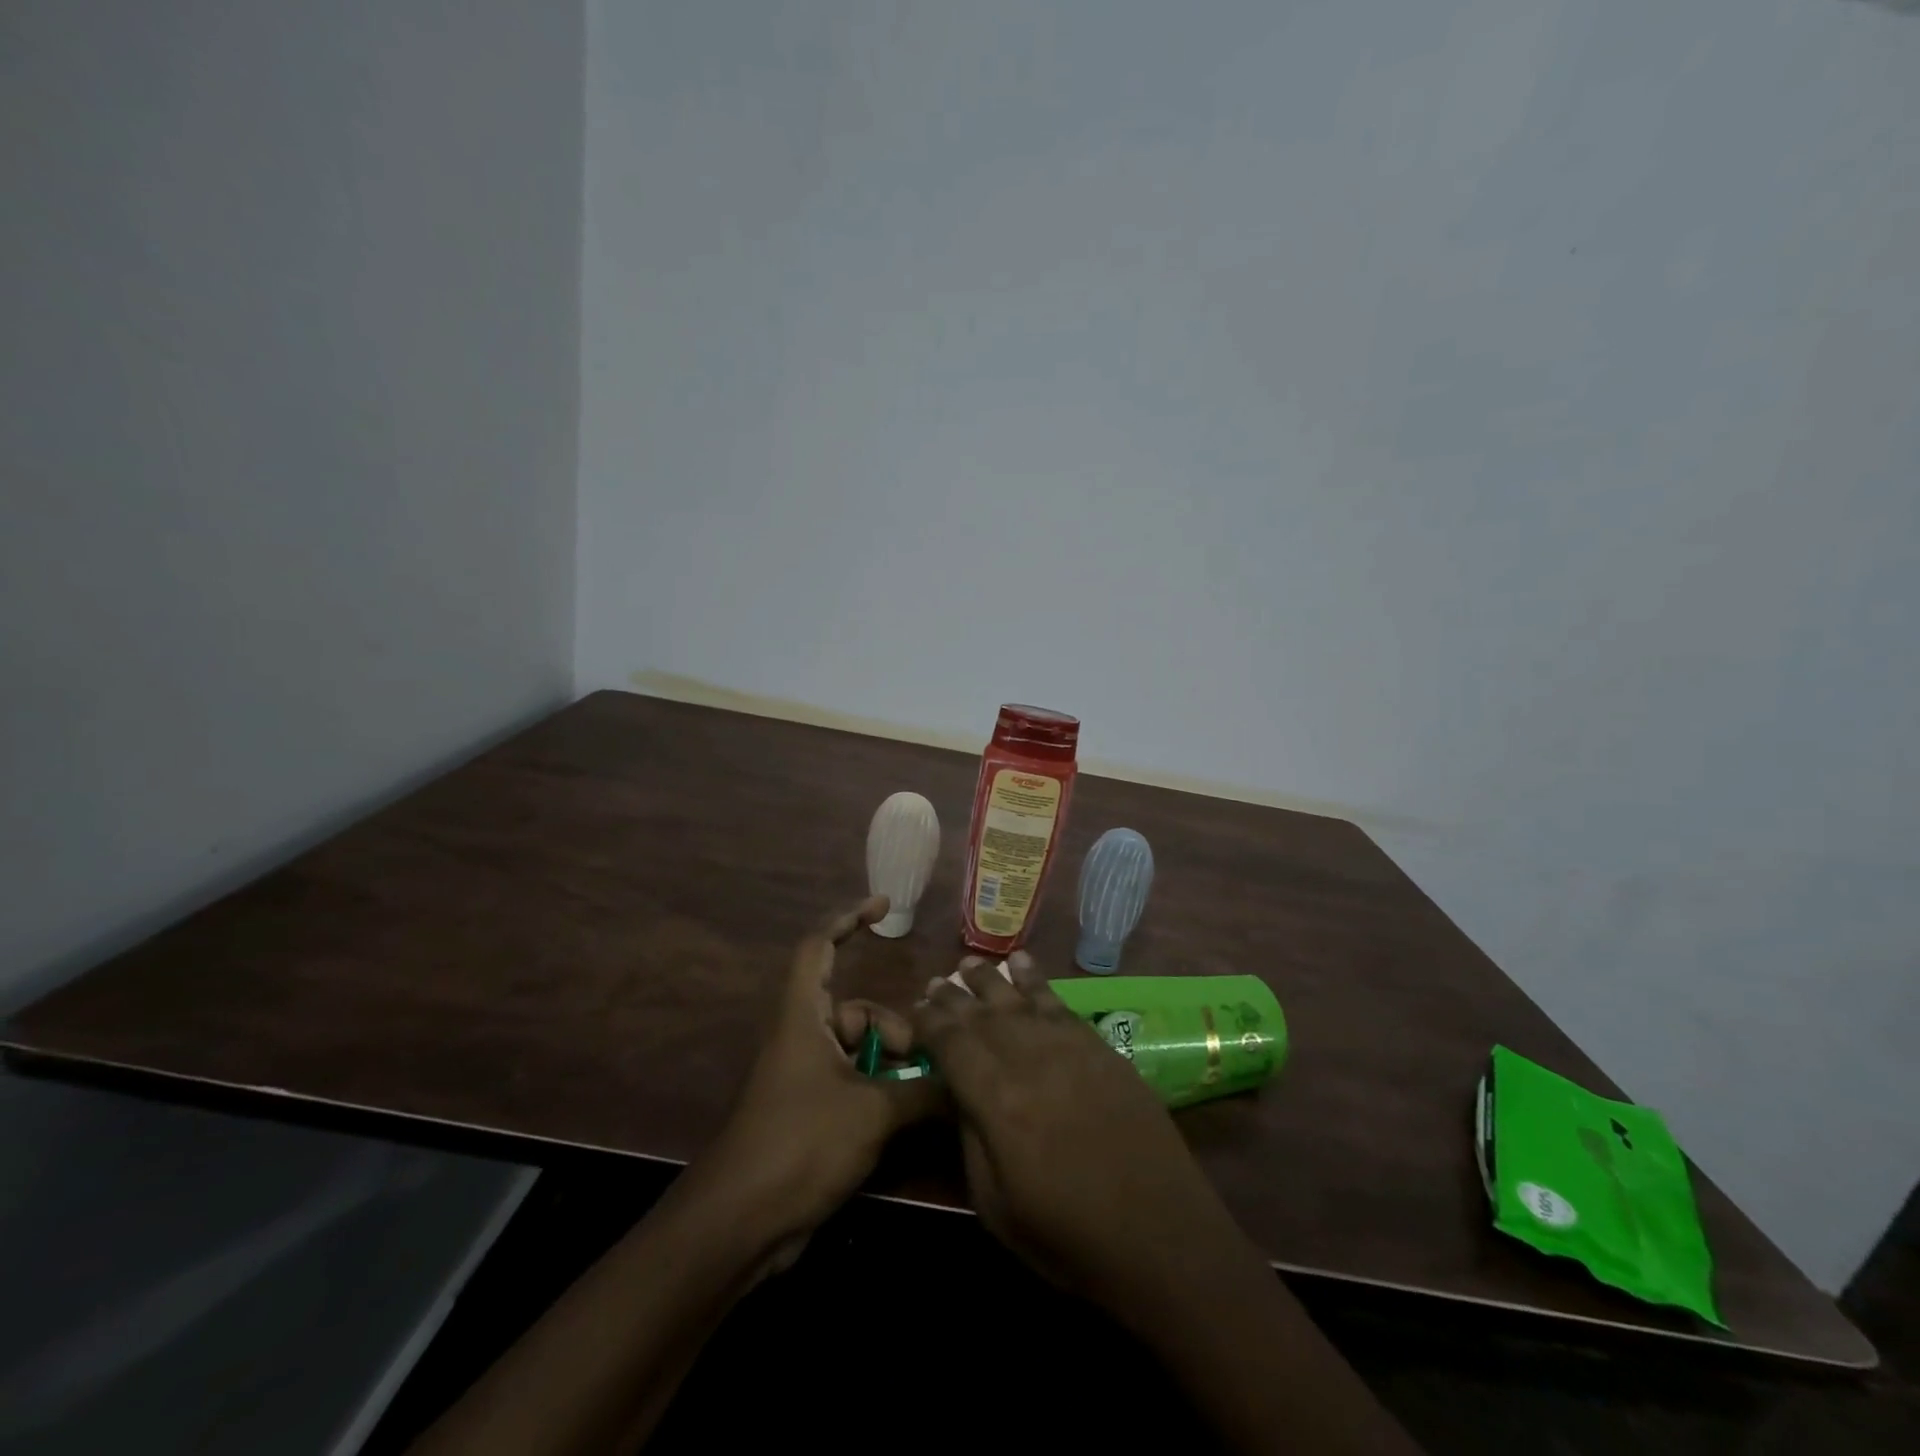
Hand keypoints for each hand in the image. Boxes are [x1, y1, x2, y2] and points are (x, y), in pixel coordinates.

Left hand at [697, 896, 939, 1267]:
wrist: (741, 1224)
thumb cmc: (800, 1145)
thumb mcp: (871, 1113)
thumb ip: (922, 1090)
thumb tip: (966, 1078)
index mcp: (803, 1016)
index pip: (819, 946)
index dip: (847, 919)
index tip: (882, 906)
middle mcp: (803, 1037)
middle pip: (856, 1010)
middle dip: (893, 1027)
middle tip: (923, 1058)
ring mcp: (807, 1077)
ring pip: (861, 1051)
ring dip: (893, 1066)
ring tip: (923, 1094)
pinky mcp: (813, 1112)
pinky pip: (856, 1083)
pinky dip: (883, 1091)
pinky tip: (911, 1116)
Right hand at [913, 953, 1250, 1311]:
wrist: (1161, 1234)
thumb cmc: (1069, 1236)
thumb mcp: (996, 1206)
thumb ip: (969, 1139)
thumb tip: (957, 1092)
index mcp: (996, 1100)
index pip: (952, 1044)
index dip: (930, 1022)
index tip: (915, 1007)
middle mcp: (1028, 1059)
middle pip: (981, 1015)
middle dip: (954, 997)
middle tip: (936, 982)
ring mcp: (1067, 1047)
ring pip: (1018, 999)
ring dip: (991, 979)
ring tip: (970, 964)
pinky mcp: (1098, 1046)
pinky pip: (1058, 1002)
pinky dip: (1037, 980)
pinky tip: (1023, 965)